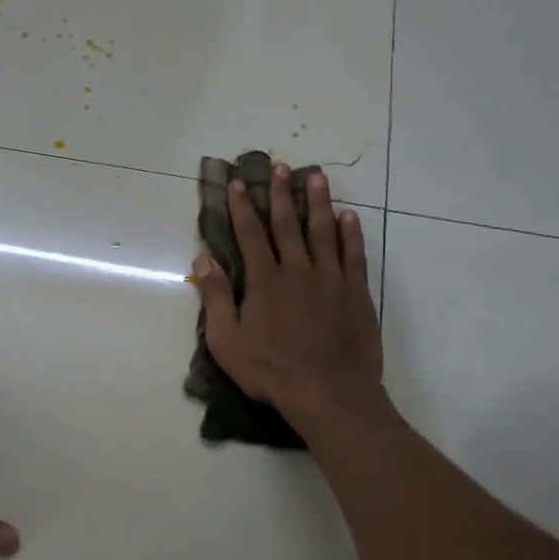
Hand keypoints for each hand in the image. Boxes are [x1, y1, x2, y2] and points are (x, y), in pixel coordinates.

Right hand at [192, 166, 383, 425]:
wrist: (329, 393)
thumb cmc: (271, 371)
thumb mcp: (228, 341)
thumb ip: (217, 298)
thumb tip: (203, 260)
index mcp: (265, 281)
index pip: (250, 235)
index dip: (243, 207)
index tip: (239, 182)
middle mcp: (298, 270)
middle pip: (288, 224)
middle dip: (282, 194)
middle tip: (281, 166)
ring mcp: (331, 279)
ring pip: (323, 231)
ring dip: (319, 202)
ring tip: (317, 176)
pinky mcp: (356, 293)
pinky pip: (353, 255)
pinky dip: (350, 234)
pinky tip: (348, 217)